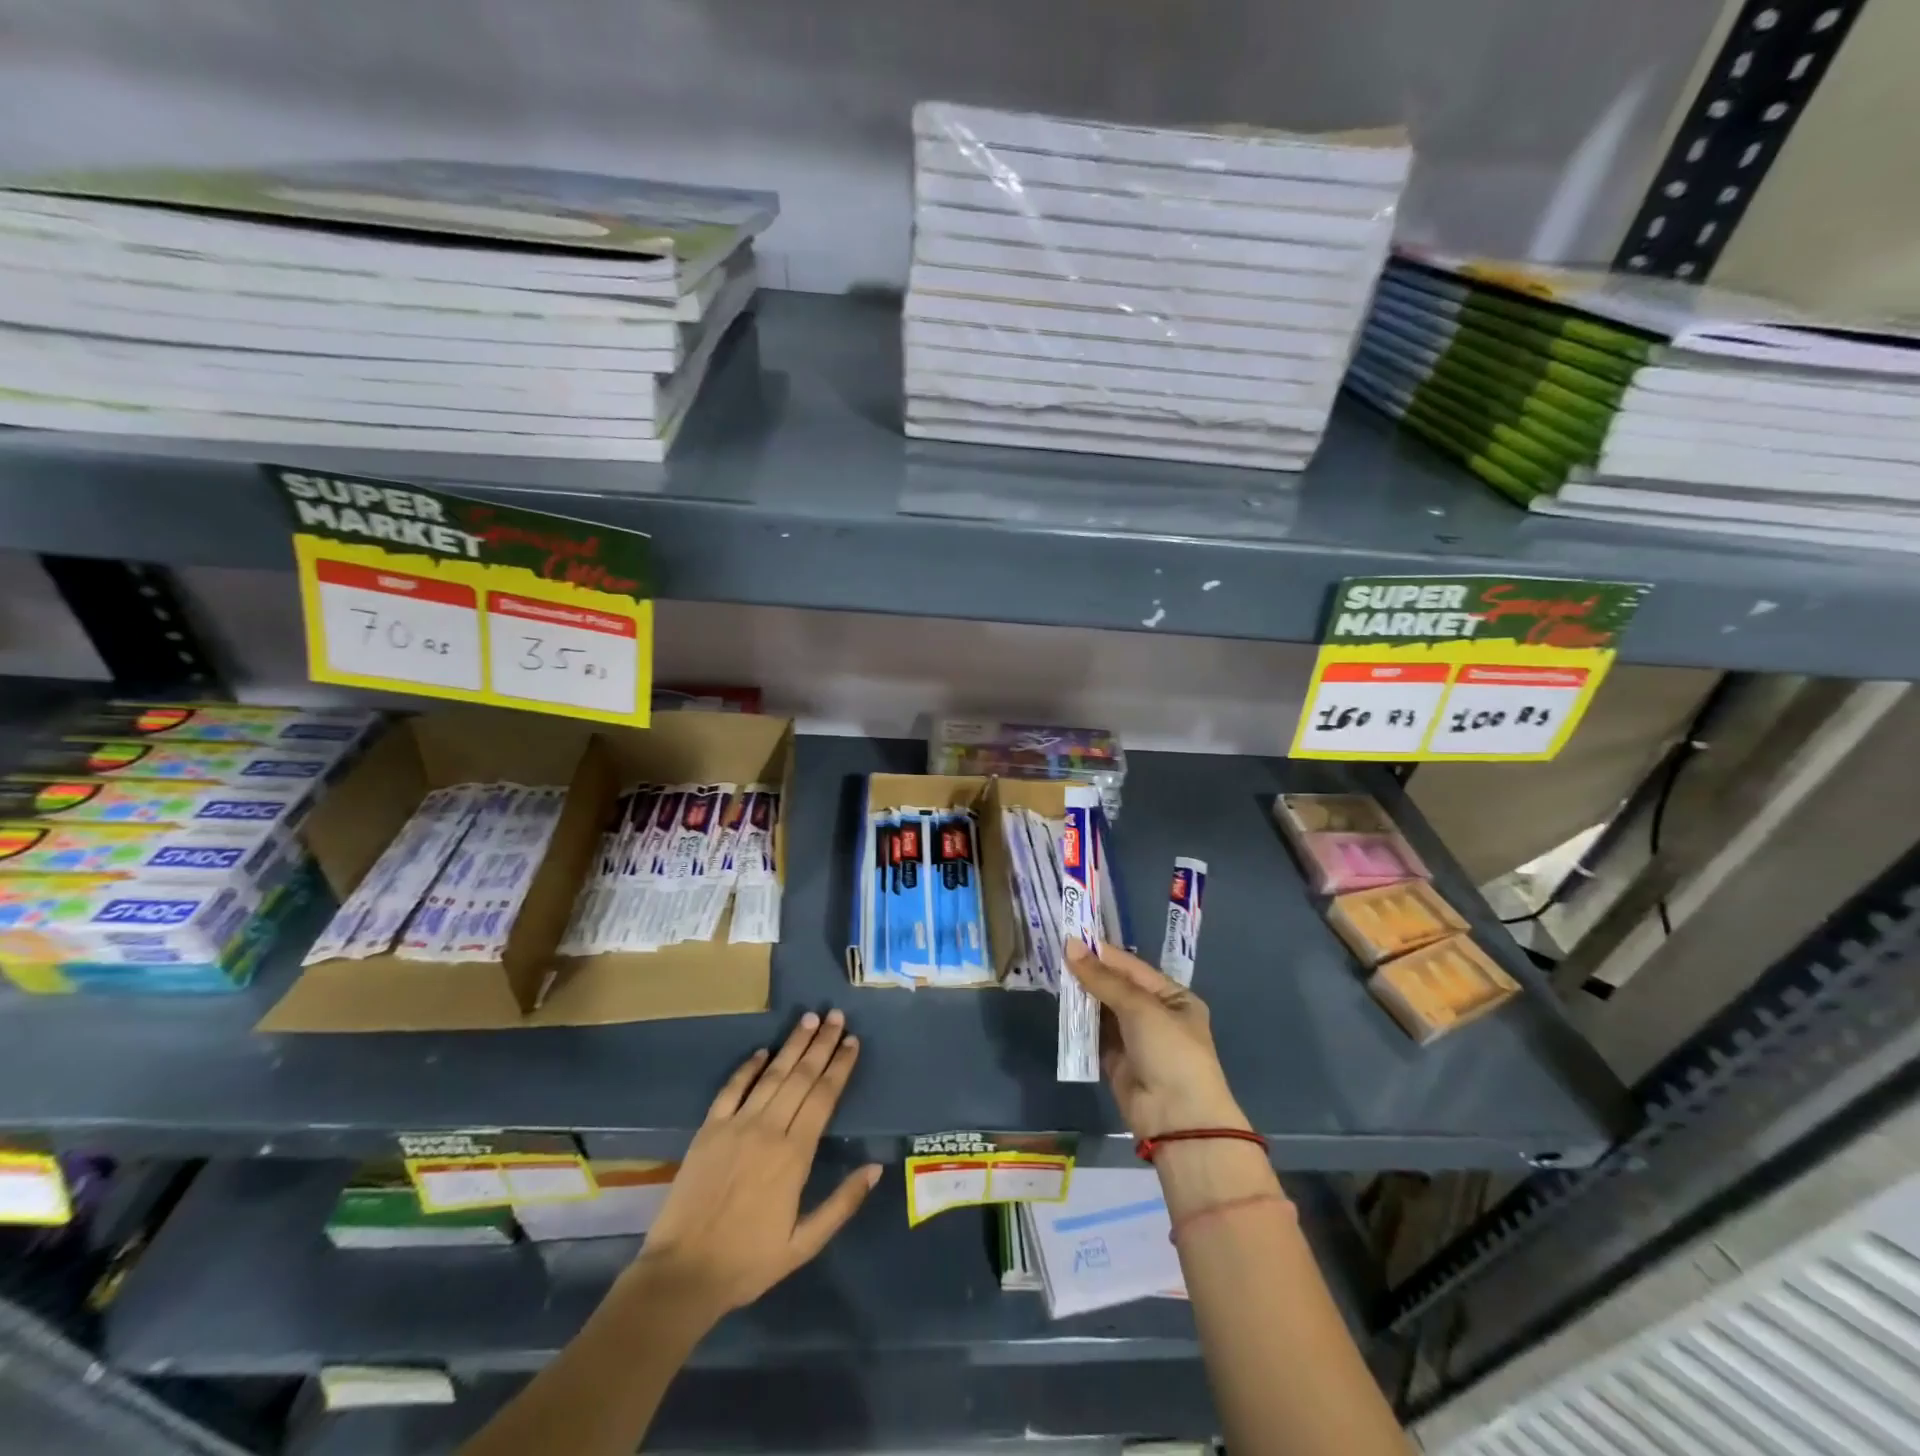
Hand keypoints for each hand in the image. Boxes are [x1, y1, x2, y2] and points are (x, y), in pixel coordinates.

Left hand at [634, 1011, 880, 1321]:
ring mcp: (736, 1126)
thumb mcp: (804, 1245)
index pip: (823, 1097)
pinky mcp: (708, 1130)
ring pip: (771, 1075)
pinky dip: (748, 1067)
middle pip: (801, 1077)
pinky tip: (762, 1051)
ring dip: (792, 1045)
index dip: (840, 1066)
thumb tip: (876, 1168)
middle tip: (836, 1016)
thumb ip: (842, 1203)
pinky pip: (731, 1089)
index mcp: (795, 1155)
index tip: (853, 1041)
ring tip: (809, 1019)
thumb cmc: (748, 1262)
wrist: (682, 1275)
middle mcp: (768, 1130)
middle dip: (821, 1044)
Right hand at [1066, 940, 1247, 1139]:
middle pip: (1116, 987)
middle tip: (1054, 954)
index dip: (1102, 953)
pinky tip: (1060, 1006)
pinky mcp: (1116, 1061)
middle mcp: (1155, 1015)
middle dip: (1089, 974)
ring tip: (1052, 975)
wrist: (1177, 1120)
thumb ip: (1102, 978)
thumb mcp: (1139, 1007)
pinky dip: (1079, 1023)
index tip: (1070, 937)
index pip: (1132, 967)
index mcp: (1173, 997)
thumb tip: (1069, 945)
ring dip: (1081, 996)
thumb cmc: (1170, 1052)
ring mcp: (1135, 1039)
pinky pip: (1094, 1034)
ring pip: (1103, 1010)